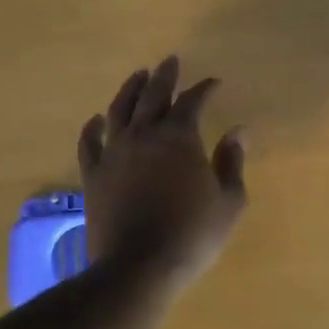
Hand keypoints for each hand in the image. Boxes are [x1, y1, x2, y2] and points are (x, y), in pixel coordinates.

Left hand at [79, 56, 247, 291]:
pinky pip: (90, 143)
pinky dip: (93, 127)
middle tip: (170, 61)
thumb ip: (232, 162)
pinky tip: (96, 120)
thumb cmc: (192, 234)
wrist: (138, 266)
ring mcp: (114, 153)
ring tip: (138, 76)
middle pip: (153, 95)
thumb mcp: (228, 201)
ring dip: (130, 89)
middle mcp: (144, 135)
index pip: (193, 101)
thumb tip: (238, 132)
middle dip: (165, 76)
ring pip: (120, 110)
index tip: (214, 83)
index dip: (204, 89)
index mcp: (179, 137)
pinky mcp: (93, 175)